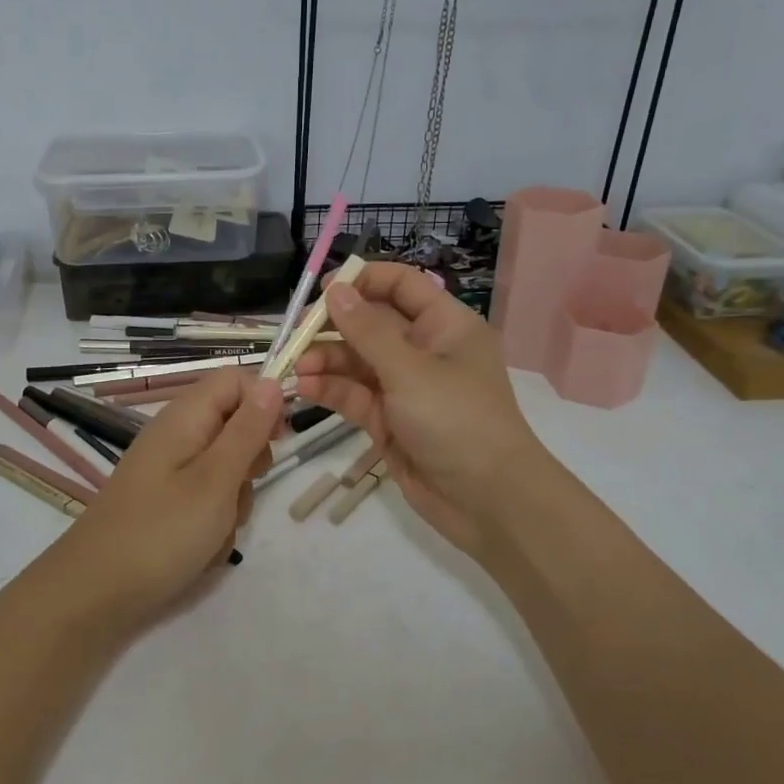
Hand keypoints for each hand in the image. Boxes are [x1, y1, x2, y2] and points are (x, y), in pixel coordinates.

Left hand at [44, 367, 282, 628]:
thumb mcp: (216, 480)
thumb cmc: (160, 532)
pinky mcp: (169, 503)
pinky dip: (215, 522)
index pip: (236, 380)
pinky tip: (202, 549)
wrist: (93, 594)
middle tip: (236, 490)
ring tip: (215, 529)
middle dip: (250, 461)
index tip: (279, 439)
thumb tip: (272, 382)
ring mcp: (172, 471)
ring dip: (234, 500)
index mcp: (185, 416)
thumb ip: (247, 431)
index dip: (264, 401)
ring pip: (228, 469)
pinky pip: (210, 500)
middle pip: (236, 425)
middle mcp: (178, 435)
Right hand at [294, 263, 552, 558]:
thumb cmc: (457, 421)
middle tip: (297, 333)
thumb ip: (368, 331)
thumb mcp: (410, 370)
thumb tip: (336, 291)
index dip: (364, 281)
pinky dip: (329, 390)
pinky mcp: (388, 421)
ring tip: (295, 368)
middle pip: (372, 324)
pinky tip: (303, 388)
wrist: (488, 501)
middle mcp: (424, 350)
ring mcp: (405, 388)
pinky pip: (354, 395)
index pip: (402, 286)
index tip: (324, 289)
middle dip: (334, 326)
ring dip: (325, 361)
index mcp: (445, 326)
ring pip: (357, 362)